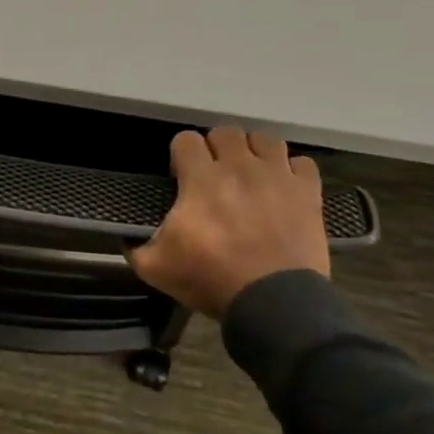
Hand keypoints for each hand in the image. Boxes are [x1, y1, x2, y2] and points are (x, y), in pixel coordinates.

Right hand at [128, 126, 327, 317]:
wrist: (273, 302)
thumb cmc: (211, 279)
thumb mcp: (156, 267)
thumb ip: (135, 245)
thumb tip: (125, 235)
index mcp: (201, 179)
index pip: (186, 139)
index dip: (180, 155)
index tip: (181, 177)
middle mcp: (239, 167)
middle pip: (226, 131)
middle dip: (216, 148)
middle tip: (213, 173)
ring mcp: (278, 177)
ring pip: (265, 139)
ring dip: (254, 151)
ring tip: (249, 173)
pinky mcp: (308, 193)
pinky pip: (303, 163)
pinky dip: (291, 170)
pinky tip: (282, 186)